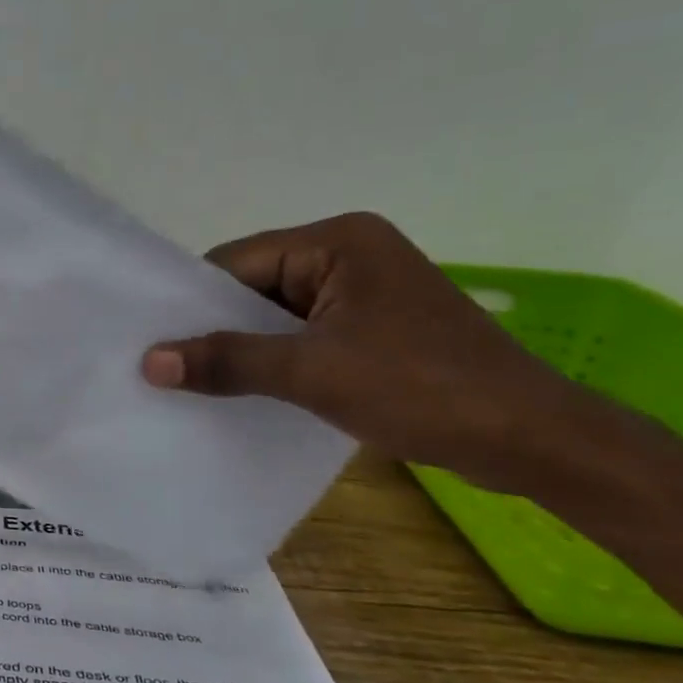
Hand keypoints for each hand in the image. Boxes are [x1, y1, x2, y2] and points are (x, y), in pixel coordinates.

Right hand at [141, 212, 578, 491]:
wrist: (532, 439)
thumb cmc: (421, 389)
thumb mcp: (312, 372)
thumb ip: (227, 361)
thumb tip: (149, 362)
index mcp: (338, 242)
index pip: (239, 261)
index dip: (194, 301)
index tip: (154, 340)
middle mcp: (350, 254)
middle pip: (256, 285)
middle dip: (218, 327)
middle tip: (167, 366)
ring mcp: (366, 291)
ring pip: (278, 314)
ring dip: (246, 347)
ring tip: (198, 382)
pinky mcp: (376, 326)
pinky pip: (306, 334)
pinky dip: (277, 359)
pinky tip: (248, 389)